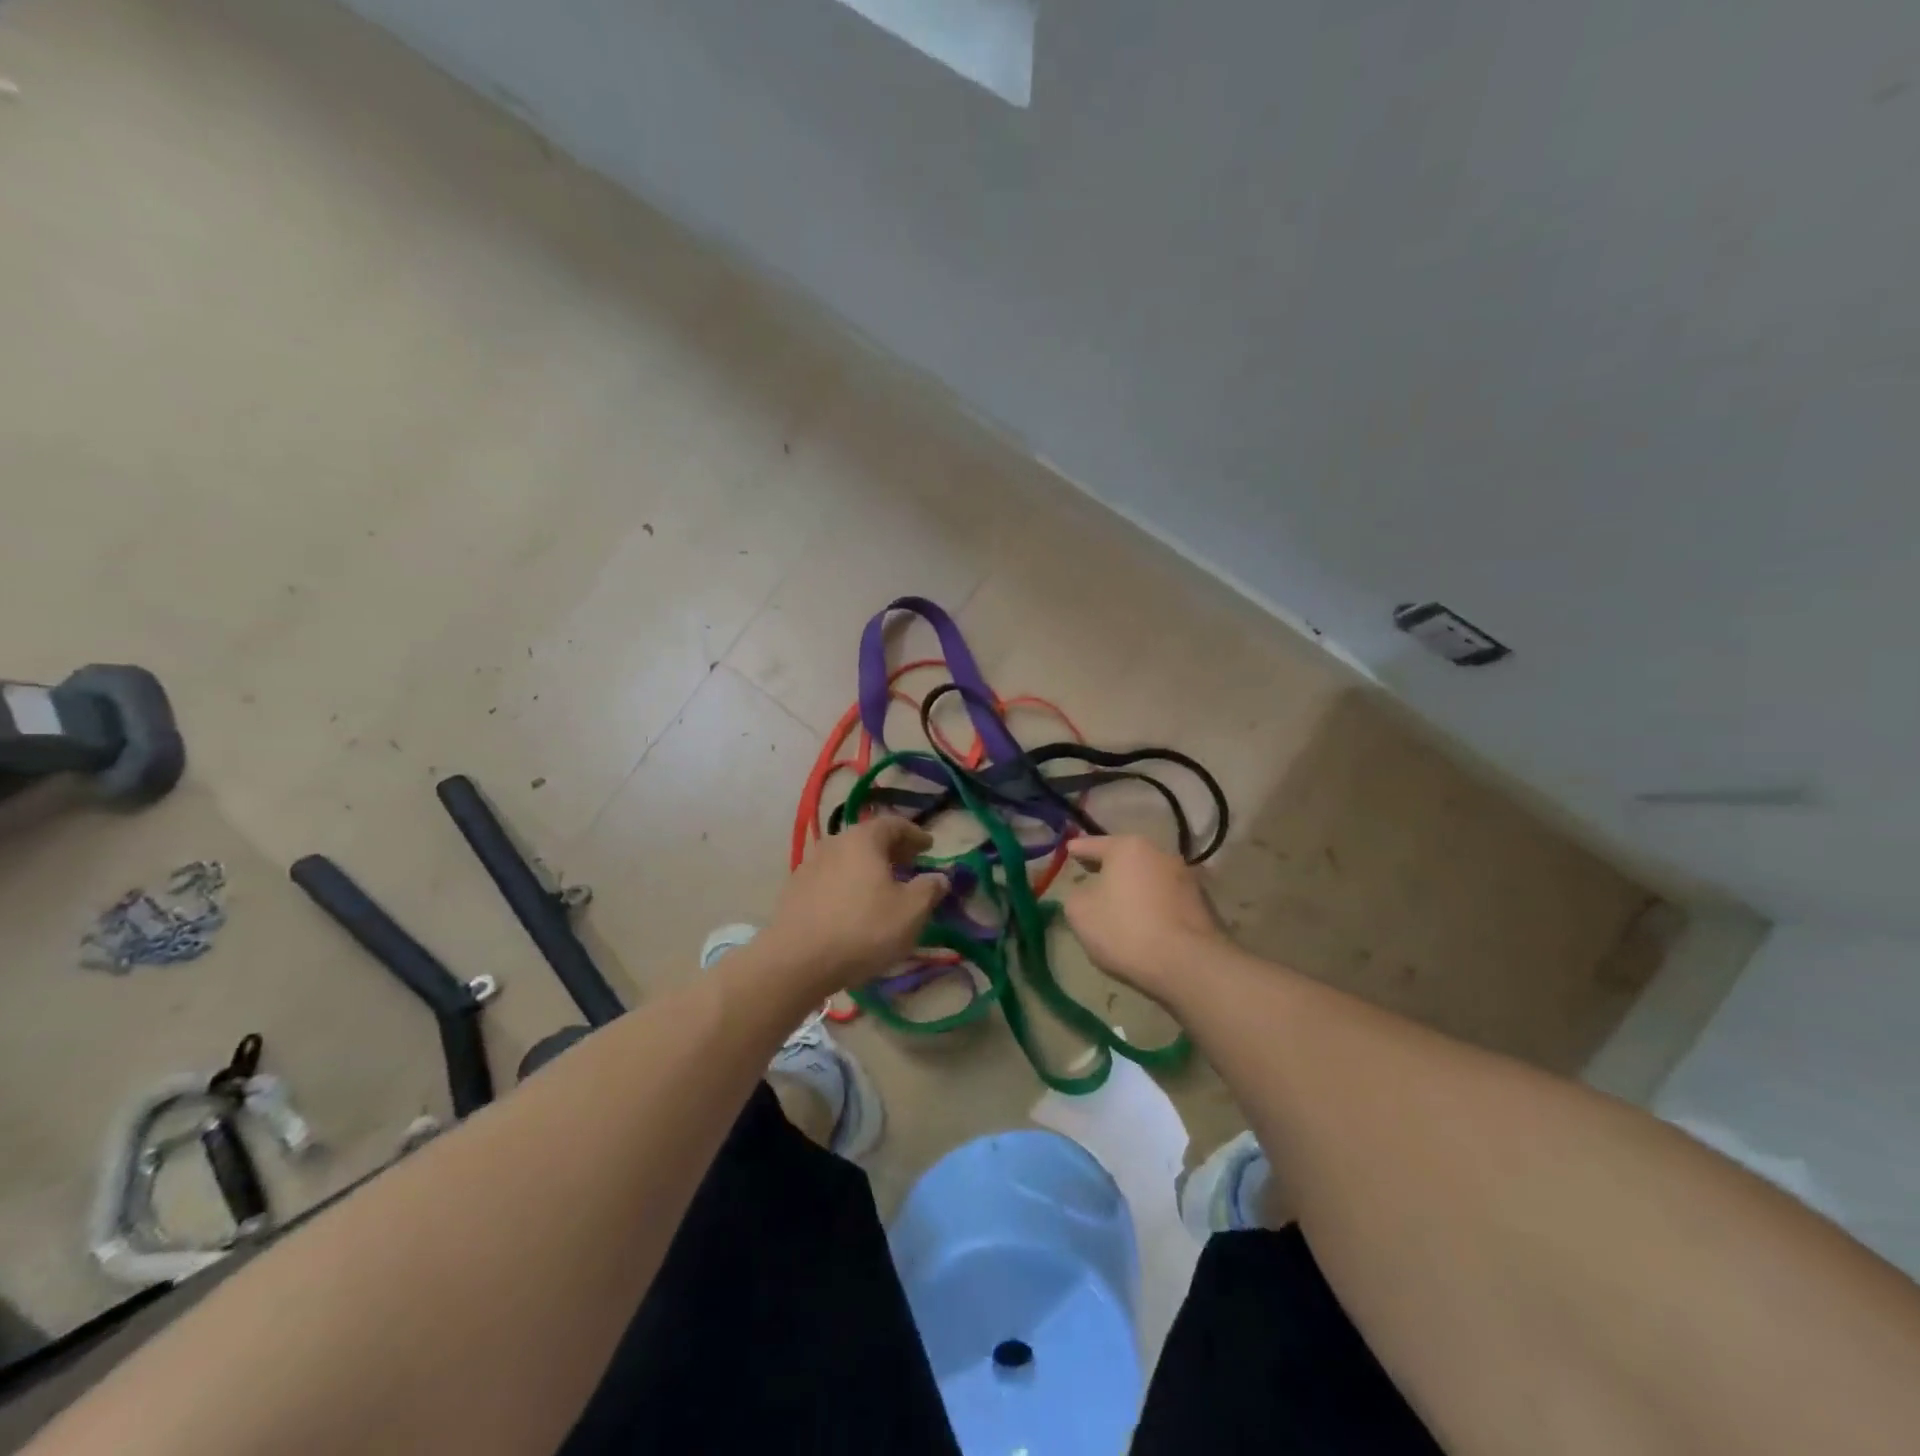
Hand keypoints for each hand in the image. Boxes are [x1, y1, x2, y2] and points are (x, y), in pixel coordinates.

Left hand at [764, 817, 946, 997]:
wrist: (796, 961)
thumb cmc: (862, 929)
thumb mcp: (910, 912)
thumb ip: (929, 889)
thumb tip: (940, 878)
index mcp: (863, 839)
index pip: (894, 824)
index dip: (915, 834)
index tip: (929, 846)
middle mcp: (834, 842)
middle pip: (868, 838)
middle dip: (892, 849)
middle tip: (909, 863)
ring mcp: (810, 865)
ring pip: (847, 857)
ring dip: (867, 866)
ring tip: (882, 886)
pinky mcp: (795, 889)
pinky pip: (830, 877)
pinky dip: (848, 882)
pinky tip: (853, 904)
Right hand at [1061, 836, 1224, 1000]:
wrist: (1187, 964)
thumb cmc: (1125, 930)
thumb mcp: (1080, 912)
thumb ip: (1076, 894)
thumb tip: (1088, 891)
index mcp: (1128, 847)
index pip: (1095, 844)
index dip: (1078, 849)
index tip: (1068, 849)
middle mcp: (1160, 853)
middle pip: (1126, 858)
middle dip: (1109, 867)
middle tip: (1092, 875)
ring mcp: (1186, 877)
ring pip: (1149, 877)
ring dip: (1134, 886)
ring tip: (1120, 903)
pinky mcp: (1203, 903)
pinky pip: (1166, 898)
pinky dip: (1153, 904)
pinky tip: (1145, 922)